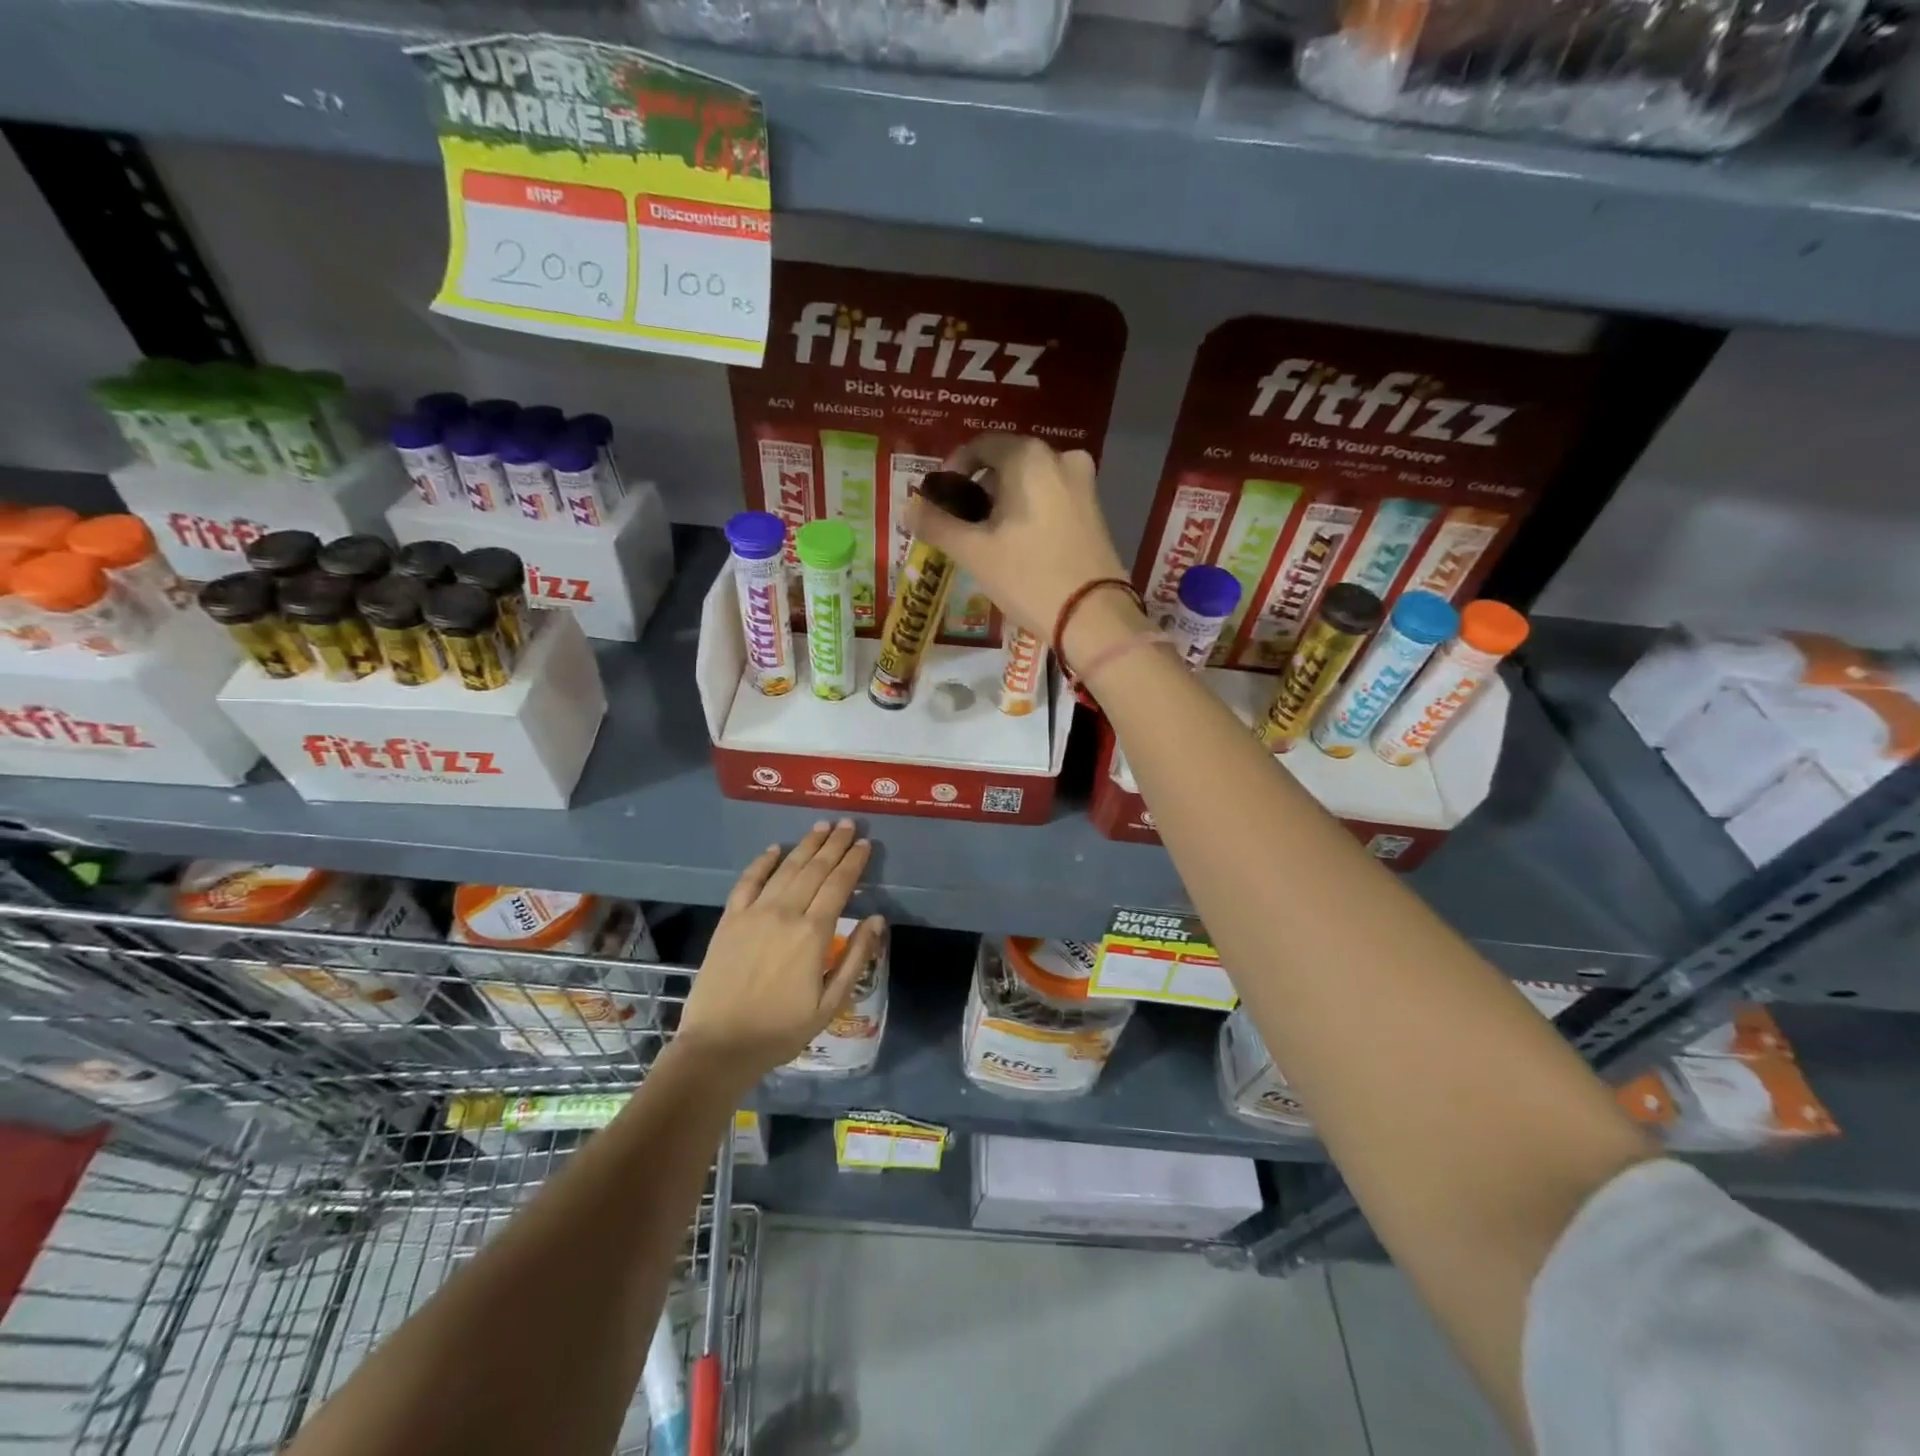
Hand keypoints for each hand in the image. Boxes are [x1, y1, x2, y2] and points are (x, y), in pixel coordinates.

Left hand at [675, 820, 885, 1084]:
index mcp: (813, 933)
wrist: (719, 1045)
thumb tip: (877, 920)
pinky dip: (762, 862)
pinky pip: (748, 881)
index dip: (853, 862)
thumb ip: (856, 958)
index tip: (865, 844)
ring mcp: (754, 913)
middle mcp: (785, 913)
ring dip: (806, 845)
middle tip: (848, 824)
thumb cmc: (781, 1030)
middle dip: (834, 844)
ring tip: (821, 827)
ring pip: (785, 869)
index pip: (839, 885)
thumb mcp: (830, 1003)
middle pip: (815, 869)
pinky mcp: (730, 919)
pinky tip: (775, 849)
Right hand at [907, 435, 1128, 647]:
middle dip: (980, 488)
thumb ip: (936, 524)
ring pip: (1031, 482)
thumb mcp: (973, 552)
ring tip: (987, 537)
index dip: (954, 469)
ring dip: (1005, 501)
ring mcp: (1084, 483)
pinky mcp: (1096, 510)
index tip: (941, 500)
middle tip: (961, 523)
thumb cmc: (1029, 577)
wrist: (1093, 616)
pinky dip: (1030, 511)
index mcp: (1029, 457)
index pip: (980, 445)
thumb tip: (908, 507)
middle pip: (1007, 463)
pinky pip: (1052, 498)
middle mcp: (1060, 458)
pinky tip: (1019, 544)